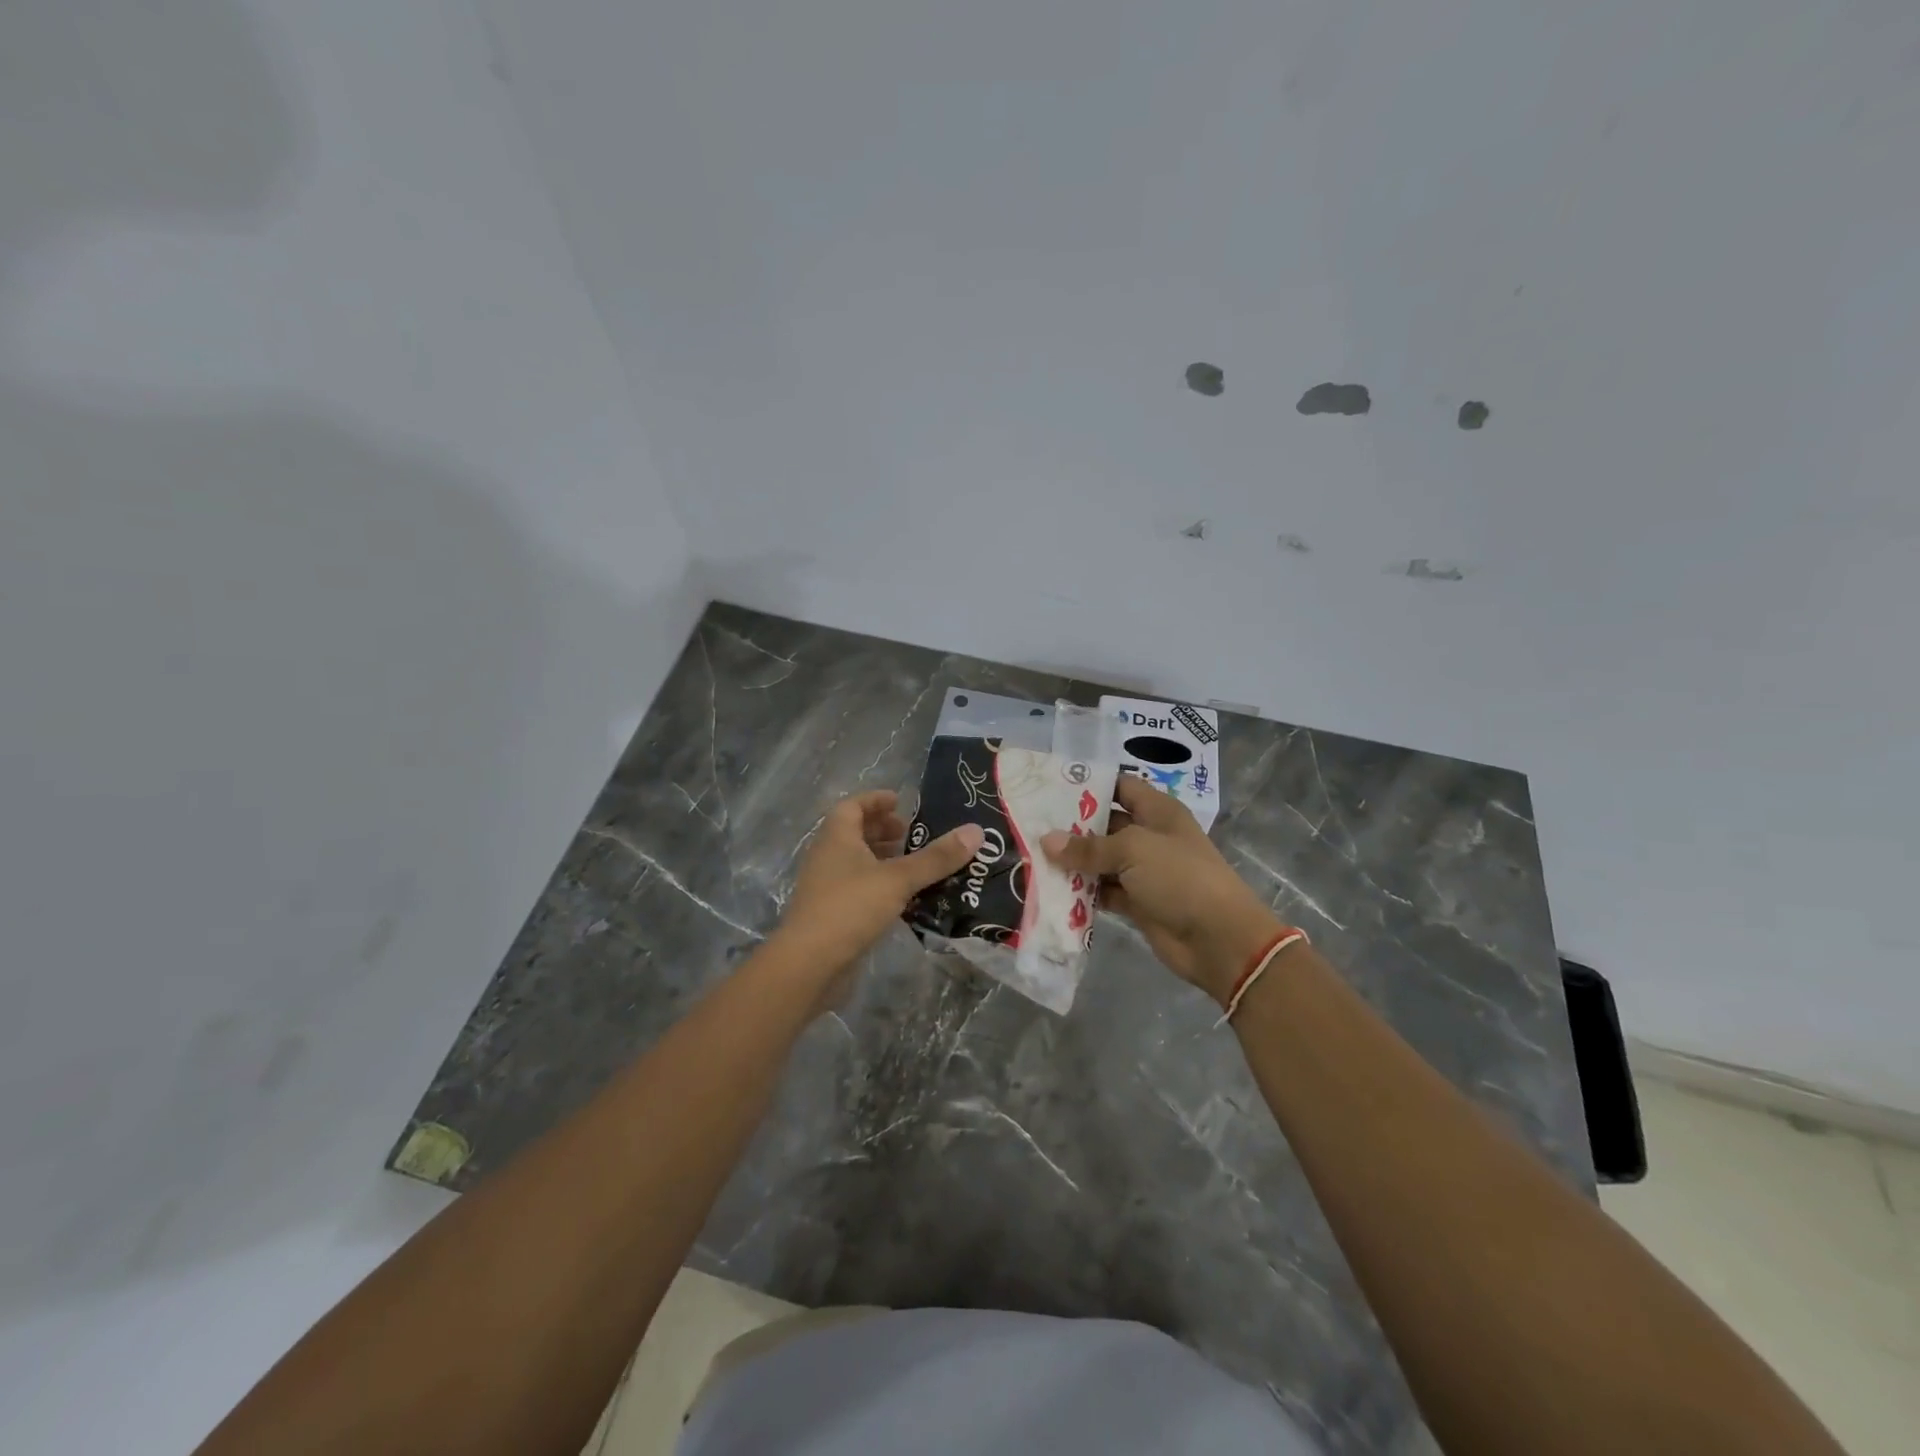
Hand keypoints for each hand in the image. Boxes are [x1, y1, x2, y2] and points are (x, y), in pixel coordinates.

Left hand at [775, 790, 982, 982]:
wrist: (809, 964)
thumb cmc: (850, 908)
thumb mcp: (898, 879)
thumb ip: (936, 858)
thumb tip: (976, 830)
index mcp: (837, 837)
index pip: (853, 805)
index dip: (876, 800)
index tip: (901, 801)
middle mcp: (827, 856)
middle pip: (854, 833)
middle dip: (883, 830)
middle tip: (912, 834)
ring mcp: (826, 886)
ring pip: (856, 862)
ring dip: (882, 858)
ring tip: (914, 864)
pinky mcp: (831, 913)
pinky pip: (858, 888)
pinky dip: (880, 885)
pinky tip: (904, 898)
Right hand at [1042, 776, 1279, 1005]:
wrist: (1218, 939)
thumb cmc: (1179, 877)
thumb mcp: (1132, 850)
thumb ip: (1088, 847)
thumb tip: (1047, 841)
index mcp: (1157, 812)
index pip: (1120, 787)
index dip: (1091, 785)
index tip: (1051, 788)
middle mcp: (1150, 837)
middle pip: (1106, 825)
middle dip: (1072, 827)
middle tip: (1030, 825)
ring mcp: (1144, 872)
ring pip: (1101, 861)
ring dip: (1073, 862)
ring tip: (1030, 857)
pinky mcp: (1138, 903)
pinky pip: (1104, 892)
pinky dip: (1082, 892)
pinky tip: (1051, 890)